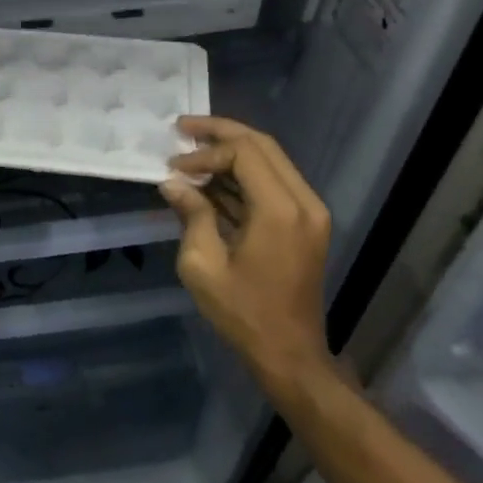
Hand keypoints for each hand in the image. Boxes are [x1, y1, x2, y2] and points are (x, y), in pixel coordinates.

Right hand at [159, 116, 332, 384]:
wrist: (289, 354)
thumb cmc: (242, 312)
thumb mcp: (202, 265)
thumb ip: (191, 214)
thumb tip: (173, 183)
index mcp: (280, 210)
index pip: (242, 153)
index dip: (204, 153)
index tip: (173, 168)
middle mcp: (303, 202)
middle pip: (262, 145)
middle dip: (220, 133)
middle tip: (182, 128)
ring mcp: (309, 212)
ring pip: (271, 160)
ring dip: (232, 152)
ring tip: (192, 151)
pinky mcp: (306, 223)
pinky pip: (274, 182)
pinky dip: (243, 175)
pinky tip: (211, 180)